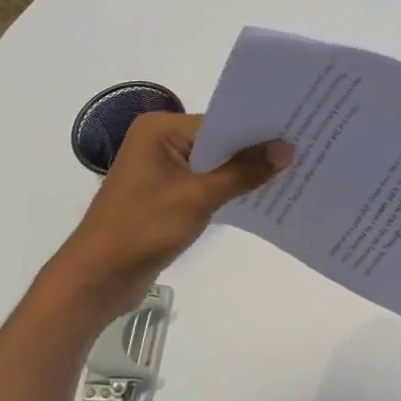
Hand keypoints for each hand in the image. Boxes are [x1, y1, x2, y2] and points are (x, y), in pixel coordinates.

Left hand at [47, 113, 291, 318]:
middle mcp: (160, 141)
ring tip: (292, 173)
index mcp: (160, 129)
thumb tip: (287, 149)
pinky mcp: (167, 195)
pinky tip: (262, 196)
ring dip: (245, 173)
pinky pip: (207, 184)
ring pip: (215, 164)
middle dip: (256, 151)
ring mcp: (163, 170)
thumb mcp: (198, 197)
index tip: (299, 132)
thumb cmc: (142, 228)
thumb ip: (243, 172)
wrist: (97, 279)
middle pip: (219, 141)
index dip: (258, 130)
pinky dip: (229, 189)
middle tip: (304, 151)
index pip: (221, 121)